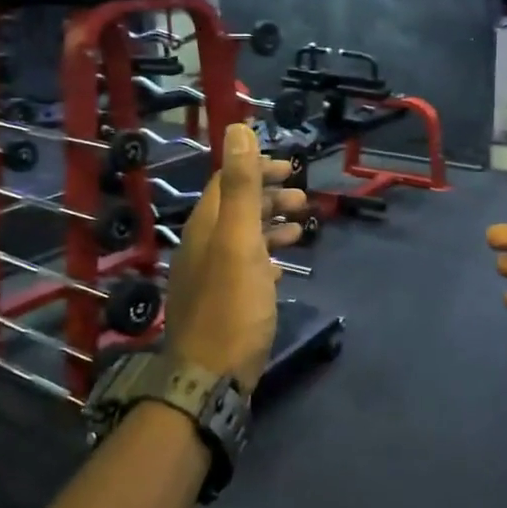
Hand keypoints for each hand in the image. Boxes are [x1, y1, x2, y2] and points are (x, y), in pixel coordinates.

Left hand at [163, 122, 308, 393]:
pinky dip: (265, 257)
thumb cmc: (231, 306)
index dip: (257, 168)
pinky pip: (244, 267)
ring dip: (270, 226)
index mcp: (205, 226)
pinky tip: (282, 267)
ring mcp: (210, 276)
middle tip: (303, 200)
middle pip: (235, 208)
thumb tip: (237, 128)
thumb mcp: (238, 241)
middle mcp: (203, 246)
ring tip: (301, 228)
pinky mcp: (221, 303)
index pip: (228, 181)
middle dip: (269, 197)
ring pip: (242, 238)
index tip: (291, 168)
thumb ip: (239, 185)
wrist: (209, 378)